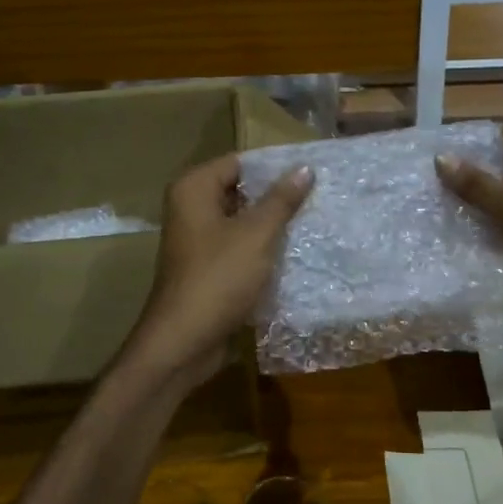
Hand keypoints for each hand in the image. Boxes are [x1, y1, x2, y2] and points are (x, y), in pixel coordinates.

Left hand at [127, 153, 312, 386]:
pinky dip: (261, 248)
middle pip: (240, 190)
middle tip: (318, 196)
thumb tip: (304, 168)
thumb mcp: (256, 234)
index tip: (311, 172)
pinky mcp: (206, 267)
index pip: (239, 162)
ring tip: (313, 220)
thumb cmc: (218, 278)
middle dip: (275, 196)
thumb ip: (281, 200)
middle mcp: (190, 208)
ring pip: (241, 221)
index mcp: (193, 189)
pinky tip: (293, 251)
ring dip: (271, 224)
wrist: (184, 342)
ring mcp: (197, 240)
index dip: (273, 166)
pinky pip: (238, 246)